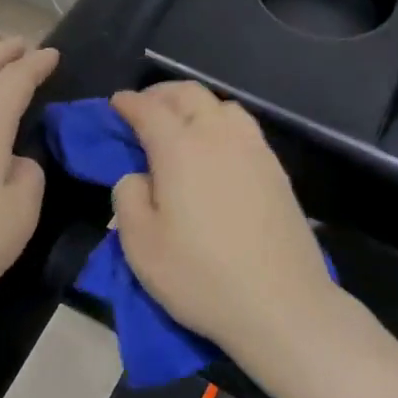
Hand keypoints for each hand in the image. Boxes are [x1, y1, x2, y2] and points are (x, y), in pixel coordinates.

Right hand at [110, 82, 341, 369]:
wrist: (281, 303)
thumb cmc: (201, 276)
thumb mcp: (141, 246)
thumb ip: (128, 198)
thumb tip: (137, 176)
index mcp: (180, 148)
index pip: (149, 109)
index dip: (128, 103)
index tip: (116, 104)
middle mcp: (219, 136)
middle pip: (189, 94)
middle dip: (161, 94)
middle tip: (144, 110)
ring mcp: (254, 150)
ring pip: (222, 105)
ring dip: (195, 105)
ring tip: (181, 126)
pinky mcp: (277, 170)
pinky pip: (244, 127)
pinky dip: (221, 123)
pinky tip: (216, 149)